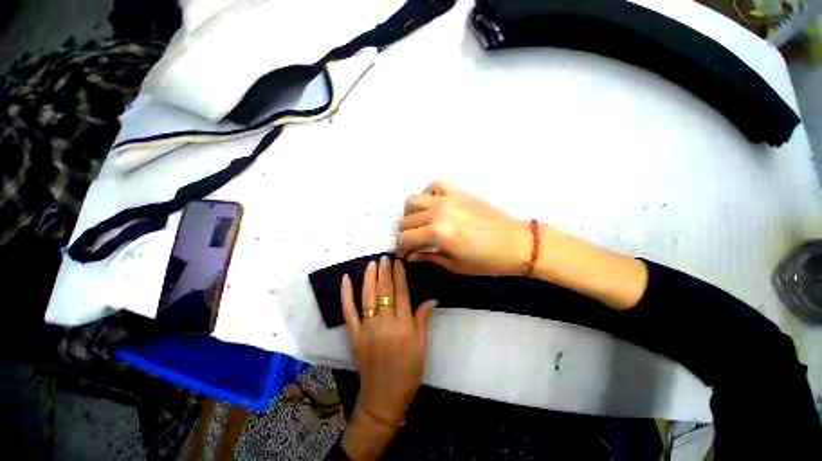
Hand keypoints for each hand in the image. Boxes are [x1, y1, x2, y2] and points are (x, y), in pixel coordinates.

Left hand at [340, 256, 436, 458]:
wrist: (383, 398)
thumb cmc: (408, 372)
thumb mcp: (421, 346)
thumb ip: (423, 319)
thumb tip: (432, 298)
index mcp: (403, 326)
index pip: (401, 294)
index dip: (399, 276)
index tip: (398, 262)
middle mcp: (385, 323)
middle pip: (384, 292)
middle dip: (384, 271)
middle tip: (385, 256)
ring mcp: (367, 329)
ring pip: (367, 297)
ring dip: (370, 277)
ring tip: (372, 263)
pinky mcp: (354, 335)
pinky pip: (349, 311)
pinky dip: (346, 294)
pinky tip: (346, 279)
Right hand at [396, 180, 531, 275]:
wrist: (517, 243)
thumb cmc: (487, 261)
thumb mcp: (455, 265)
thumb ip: (428, 257)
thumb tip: (410, 255)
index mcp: (437, 233)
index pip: (405, 238)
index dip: (401, 248)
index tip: (404, 254)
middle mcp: (438, 211)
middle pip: (406, 220)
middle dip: (405, 234)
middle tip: (413, 243)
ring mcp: (448, 198)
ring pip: (413, 200)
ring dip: (411, 214)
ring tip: (420, 224)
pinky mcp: (458, 191)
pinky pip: (434, 185)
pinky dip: (428, 194)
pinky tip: (433, 206)